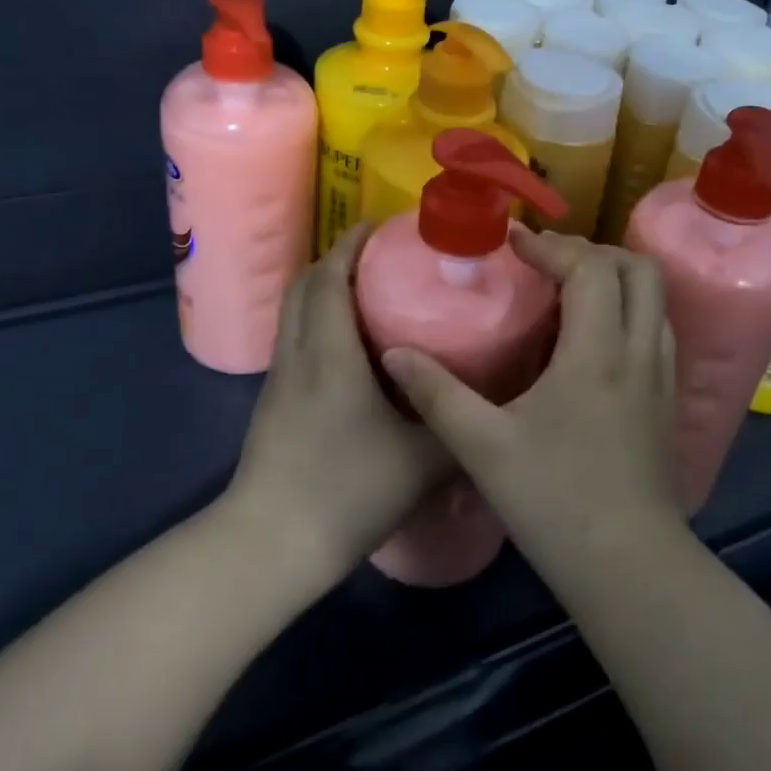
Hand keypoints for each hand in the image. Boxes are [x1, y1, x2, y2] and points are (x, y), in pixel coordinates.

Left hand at [224, 222, 451, 582]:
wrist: (272, 544)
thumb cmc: (349, 490)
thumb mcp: (423, 461)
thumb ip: (461, 426)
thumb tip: (498, 403)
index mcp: (330, 352)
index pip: (331, 277)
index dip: (351, 244)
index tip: (380, 226)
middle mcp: (298, 353)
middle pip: (305, 284)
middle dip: (337, 259)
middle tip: (380, 256)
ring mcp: (279, 378)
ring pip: (295, 311)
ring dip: (325, 289)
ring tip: (368, 292)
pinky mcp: (273, 401)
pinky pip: (294, 338)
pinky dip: (317, 320)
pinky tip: (350, 347)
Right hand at [380, 228, 684, 577]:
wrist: (630, 569)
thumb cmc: (555, 502)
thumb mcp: (482, 448)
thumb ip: (436, 394)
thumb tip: (394, 352)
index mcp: (596, 353)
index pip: (589, 269)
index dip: (551, 246)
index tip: (513, 244)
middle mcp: (638, 353)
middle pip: (639, 270)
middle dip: (592, 251)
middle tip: (546, 261)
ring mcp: (661, 378)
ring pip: (655, 300)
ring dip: (614, 279)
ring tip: (567, 291)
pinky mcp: (667, 403)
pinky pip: (655, 332)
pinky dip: (627, 312)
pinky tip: (591, 341)